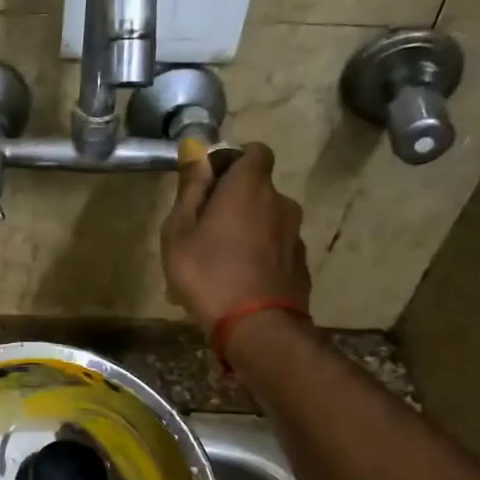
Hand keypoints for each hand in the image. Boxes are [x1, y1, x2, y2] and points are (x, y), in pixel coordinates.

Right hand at [160, 142, 309, 333]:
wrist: (256, 328)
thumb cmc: (207, 273)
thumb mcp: (179, 231)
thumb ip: (190, 189)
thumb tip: (196, 151)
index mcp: (250, 186)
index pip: (254, 151)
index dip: (232, 161)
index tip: (209, 184)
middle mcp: (280, 202)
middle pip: (257, 190)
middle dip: (233, 203)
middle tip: (202, 232)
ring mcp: (294, 235)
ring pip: (264, 223)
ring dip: (244, 233)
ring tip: (216, 265)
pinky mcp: (300, 265)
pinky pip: (273, 251)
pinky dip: (257, 257)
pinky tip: (236, 284)